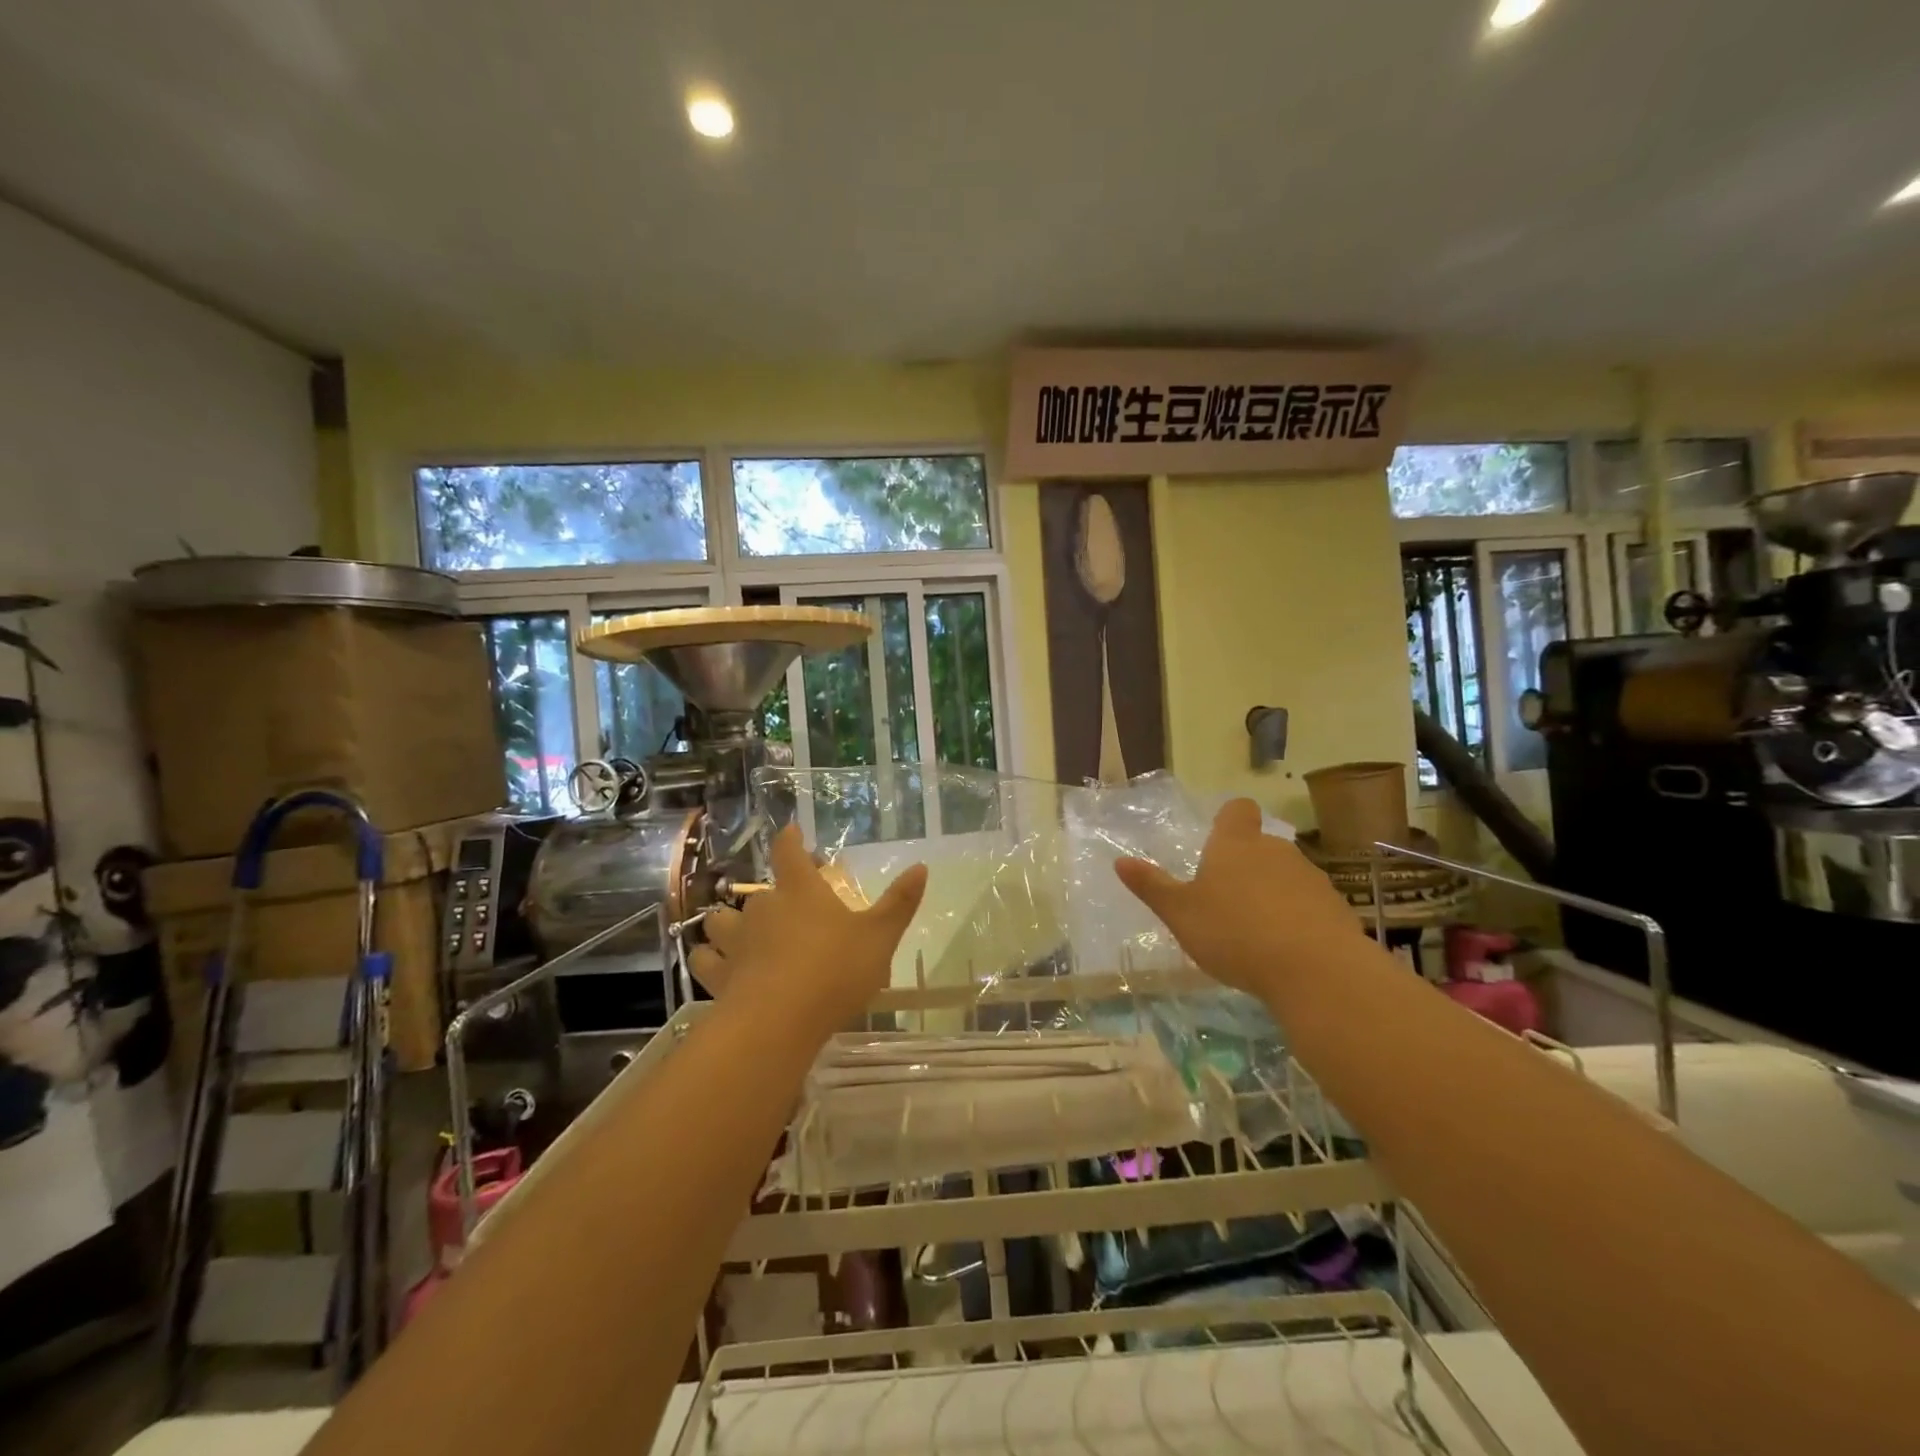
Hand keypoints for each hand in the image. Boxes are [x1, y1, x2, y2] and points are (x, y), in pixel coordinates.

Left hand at [689, 826, 927, 1034]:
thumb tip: (921, 866)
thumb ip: (900, 903)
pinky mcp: (718, 975)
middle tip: (788, 906)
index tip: (791, 832)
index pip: (789, 852)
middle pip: (759, 891)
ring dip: (728, 923)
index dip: (790, 840)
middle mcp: (763, 908)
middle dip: (771, 895)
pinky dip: (709, 957)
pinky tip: (718, 965)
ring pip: (721, 921)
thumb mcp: (880, 937)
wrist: (778, 1022)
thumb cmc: (834, 971)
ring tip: (740, 932)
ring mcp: (736, 941)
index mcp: (801, 891)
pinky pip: (704, 958)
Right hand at [1114, 798, 1358, 998]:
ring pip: (1286, 875)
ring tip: (1255, 931)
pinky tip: (1286, 950)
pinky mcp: (1337, 909)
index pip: (1237, 810)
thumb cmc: (1235, 933)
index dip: (1229, 819)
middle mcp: (1276, 851)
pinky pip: (1309, 905)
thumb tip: (1120, 861)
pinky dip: (1297, 919)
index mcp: (1236, 845)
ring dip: (1272, 893)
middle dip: (1246, 865)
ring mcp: (1311, 879)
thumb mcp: (1180, 914)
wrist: (1317, 971)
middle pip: (1261, 845)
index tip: (1218, 837)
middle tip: (1225, 898)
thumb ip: (1152, 887)